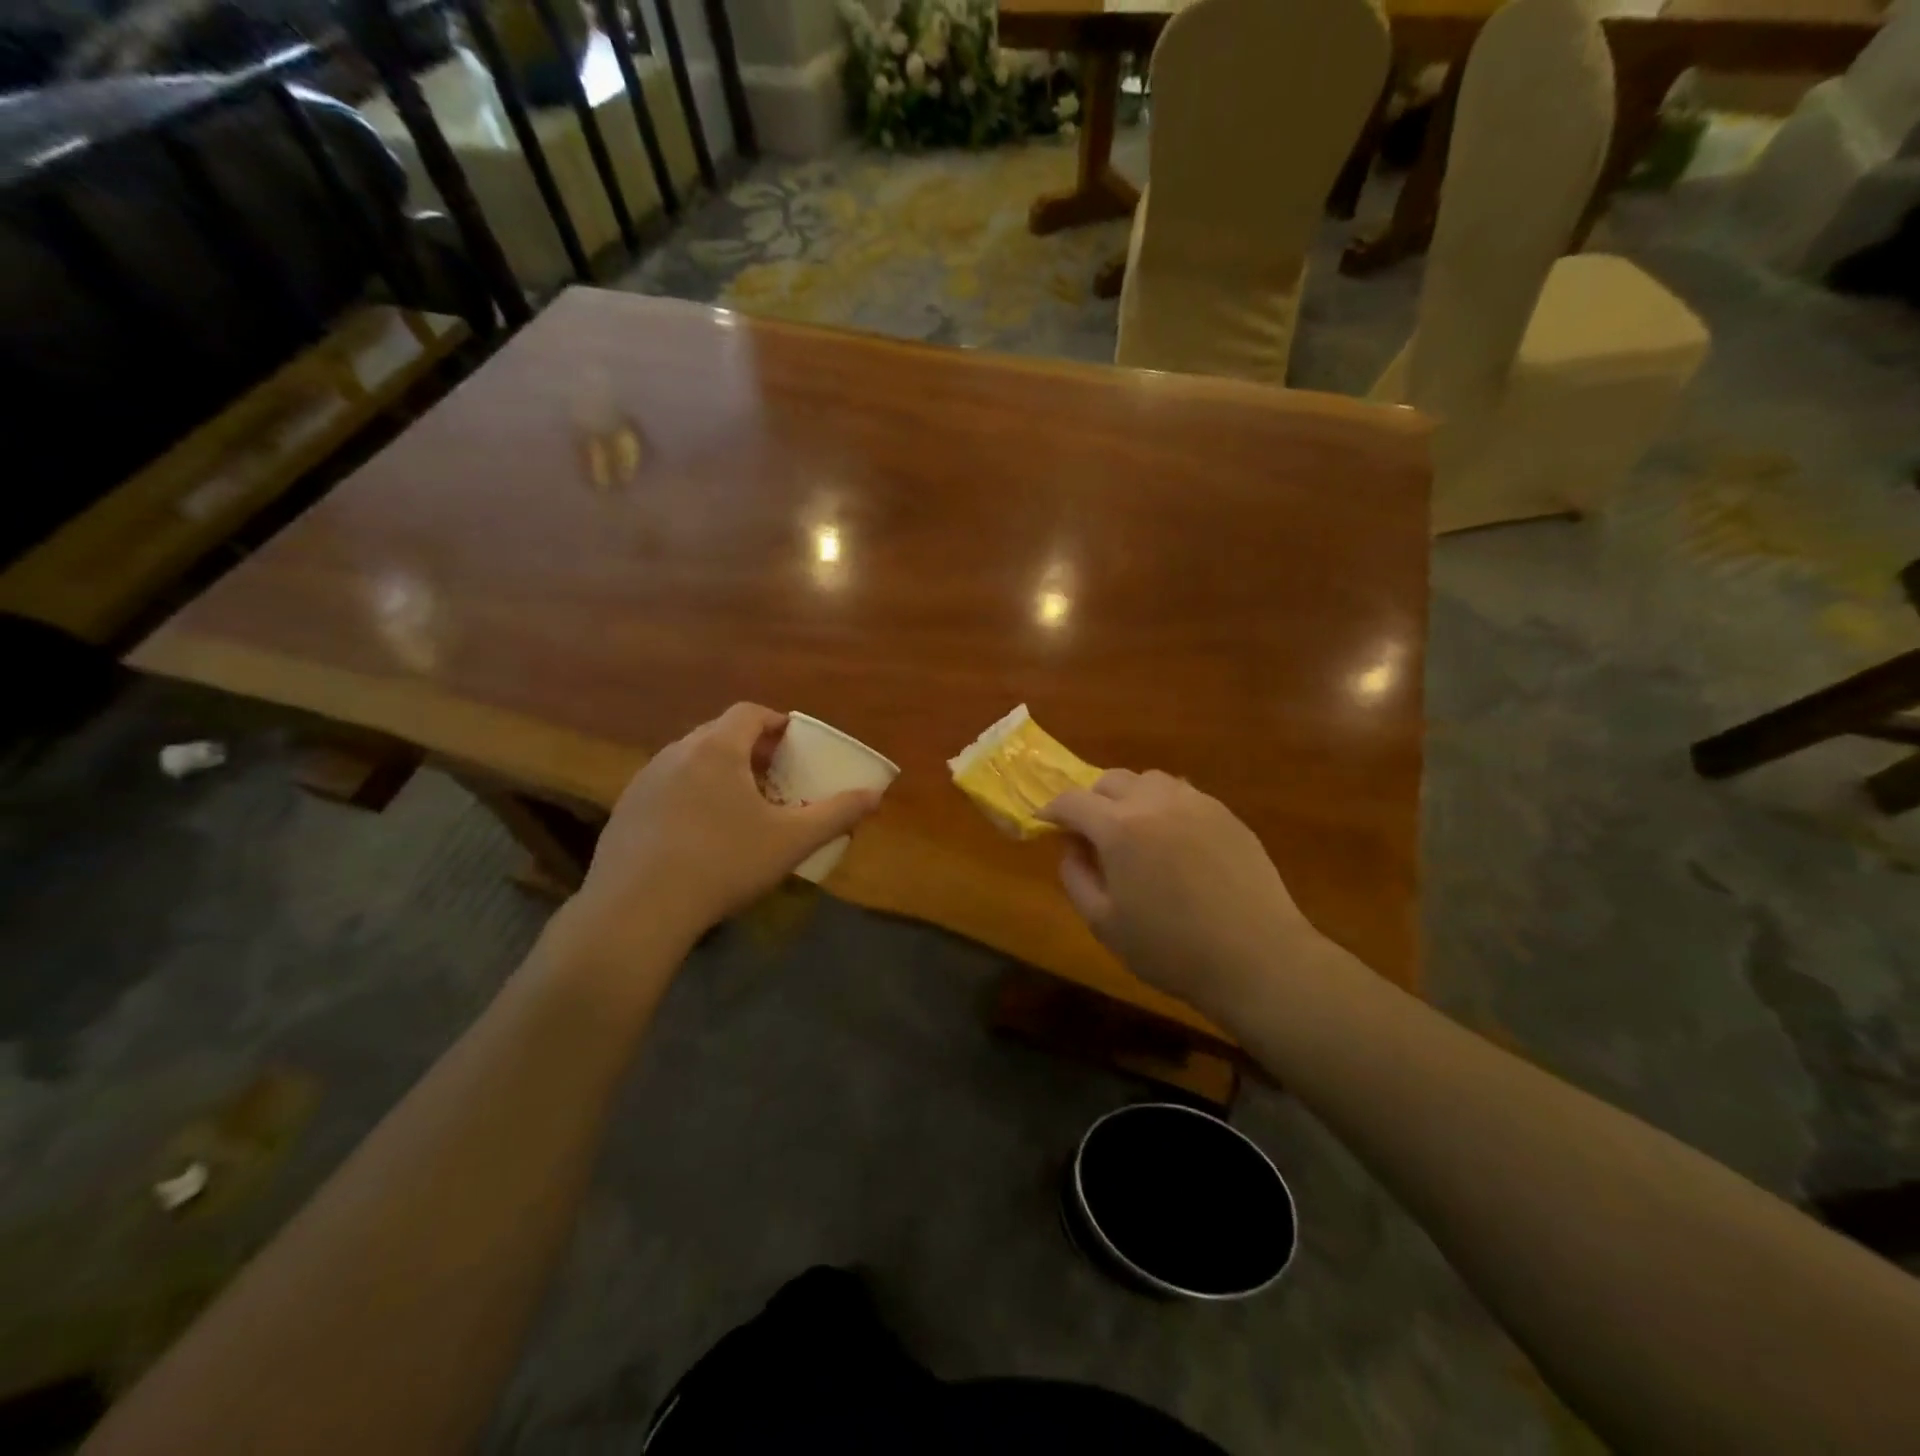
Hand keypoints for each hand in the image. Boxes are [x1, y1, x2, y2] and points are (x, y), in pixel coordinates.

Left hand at [559, 704, 882, 965]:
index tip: (794, 744)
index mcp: (717, 749)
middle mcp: (677, 753)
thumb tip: (875, 795)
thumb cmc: (724, 863)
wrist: (637, 910)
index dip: (776, 723)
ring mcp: (644, 780)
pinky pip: (667, 787)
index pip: (749, 713)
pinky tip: (699, 835)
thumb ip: (836, 813)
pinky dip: (690, 795)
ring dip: (719, 772)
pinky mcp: (625, 810)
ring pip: (690, 761)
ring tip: (739, 806)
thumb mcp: (791, 841)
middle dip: (751, 749)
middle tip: (774, 777)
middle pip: (719, 734)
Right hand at [1041, 770, 1337, 1019]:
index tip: (1046, 824)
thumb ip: (1075, 877)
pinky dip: (1165, 806)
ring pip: (1150, 780)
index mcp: (1119, 827)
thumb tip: (1070, 847)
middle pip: (1111, 780)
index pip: (1073, 801)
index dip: (1053, 810)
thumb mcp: (1104, 923)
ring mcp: (1196, 804)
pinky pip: (1184, 795)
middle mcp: (1155, 802)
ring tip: (1133, 829)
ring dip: (1130, 796)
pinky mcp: (1227, 815)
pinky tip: (1173, 839)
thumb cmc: (1170, 948)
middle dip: (1091, 799)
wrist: (1256, 958)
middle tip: (1090, 831)